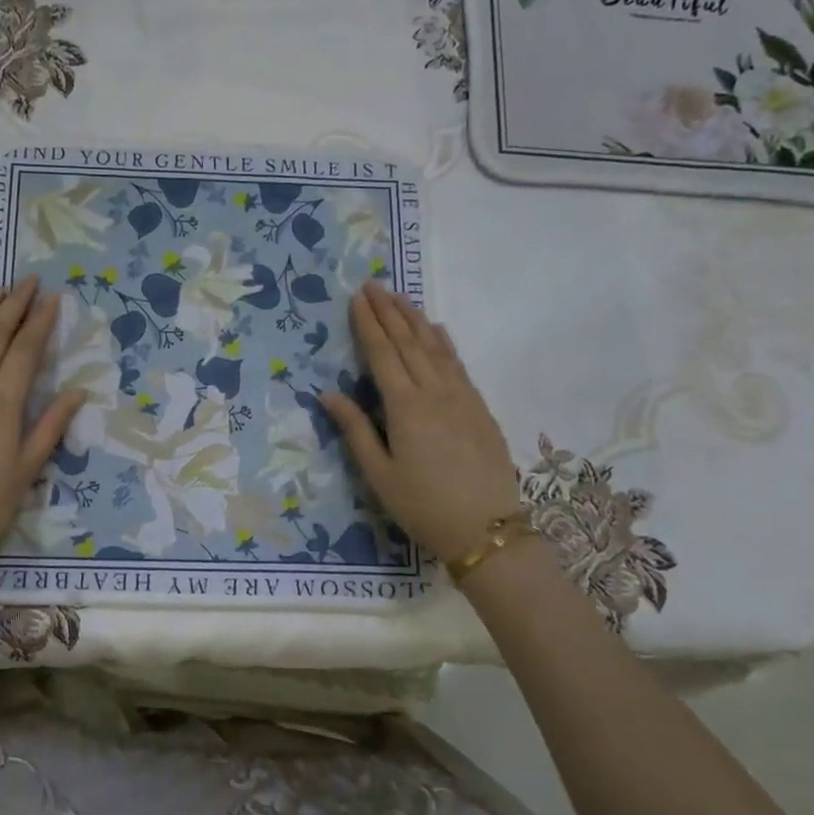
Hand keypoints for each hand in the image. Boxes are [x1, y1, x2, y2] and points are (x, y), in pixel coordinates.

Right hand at [321, 282, 522, 563]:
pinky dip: (444, 342)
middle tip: (373, 285)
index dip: (367, 324)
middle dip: (388, 311)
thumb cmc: (422, 505)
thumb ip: (354, 430)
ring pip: (435, 347)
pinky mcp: (479, 407)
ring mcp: (461, 397)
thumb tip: (327, 393)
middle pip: (408, 342)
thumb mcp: (379, 474)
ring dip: (415, 319)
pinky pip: (458, 363)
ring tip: (400, 296)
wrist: (486, 529)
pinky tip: (437, 330)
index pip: (381, 354)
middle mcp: (434, 392)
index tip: (357, 298)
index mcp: (405, 407)